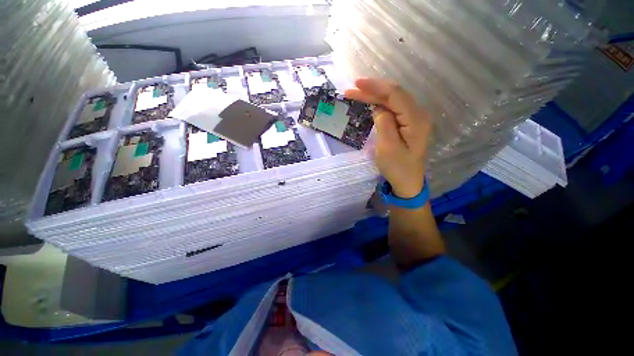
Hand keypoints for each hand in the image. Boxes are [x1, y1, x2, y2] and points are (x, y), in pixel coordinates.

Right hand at [345, 78, 431, 197]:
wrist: (407, 182)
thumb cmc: (397, 168)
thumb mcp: (387, 147)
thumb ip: (384, 123)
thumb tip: (379, 107)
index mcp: (415, 120)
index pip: (395, 95)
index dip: (376, 87)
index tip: (357, 84)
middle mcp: (417, 114)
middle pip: (394, 95)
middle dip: (372, 90)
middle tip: (351, 89)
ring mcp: (413, 119)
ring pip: (392, 101)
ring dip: (374, 96)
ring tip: (356, 94)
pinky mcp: (407, 124)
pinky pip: (393, 109)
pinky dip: (379, 105)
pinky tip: (369, 103)